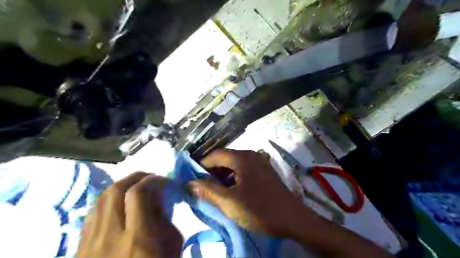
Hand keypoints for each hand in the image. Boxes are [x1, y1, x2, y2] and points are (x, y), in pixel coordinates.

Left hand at [77, 172, 181, 257]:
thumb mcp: (172, 248)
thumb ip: (165, 219)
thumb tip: (157, 197)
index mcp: (137, 238)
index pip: (138, 193)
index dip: (151, 180)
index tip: (162, 180)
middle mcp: (109, 237)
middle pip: (115, 191)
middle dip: (134, 177)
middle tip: (148, 178)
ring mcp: (90, 244)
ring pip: (100, 200)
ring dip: (120, 187)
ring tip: (134, 187)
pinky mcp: (80, 249)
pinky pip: (92, 214)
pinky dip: (107, 202)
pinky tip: (118, 205)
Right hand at [189, 150, 305, 237]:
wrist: (292, 218)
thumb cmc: (259, 209)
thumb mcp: (230, 202)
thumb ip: (208, 191)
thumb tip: (191, 183)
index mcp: (243, 158)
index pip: (216, 154)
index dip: (203, 164)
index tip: (194, 177)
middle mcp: (252, 155)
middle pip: (226, 157)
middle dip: (213, 170)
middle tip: (204, 184)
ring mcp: (260, 162)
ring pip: (235, 163)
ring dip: (224, 173)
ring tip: (216, 188)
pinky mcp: (265, 170)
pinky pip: (244, 168)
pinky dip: (235, 175)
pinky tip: (232, 188)